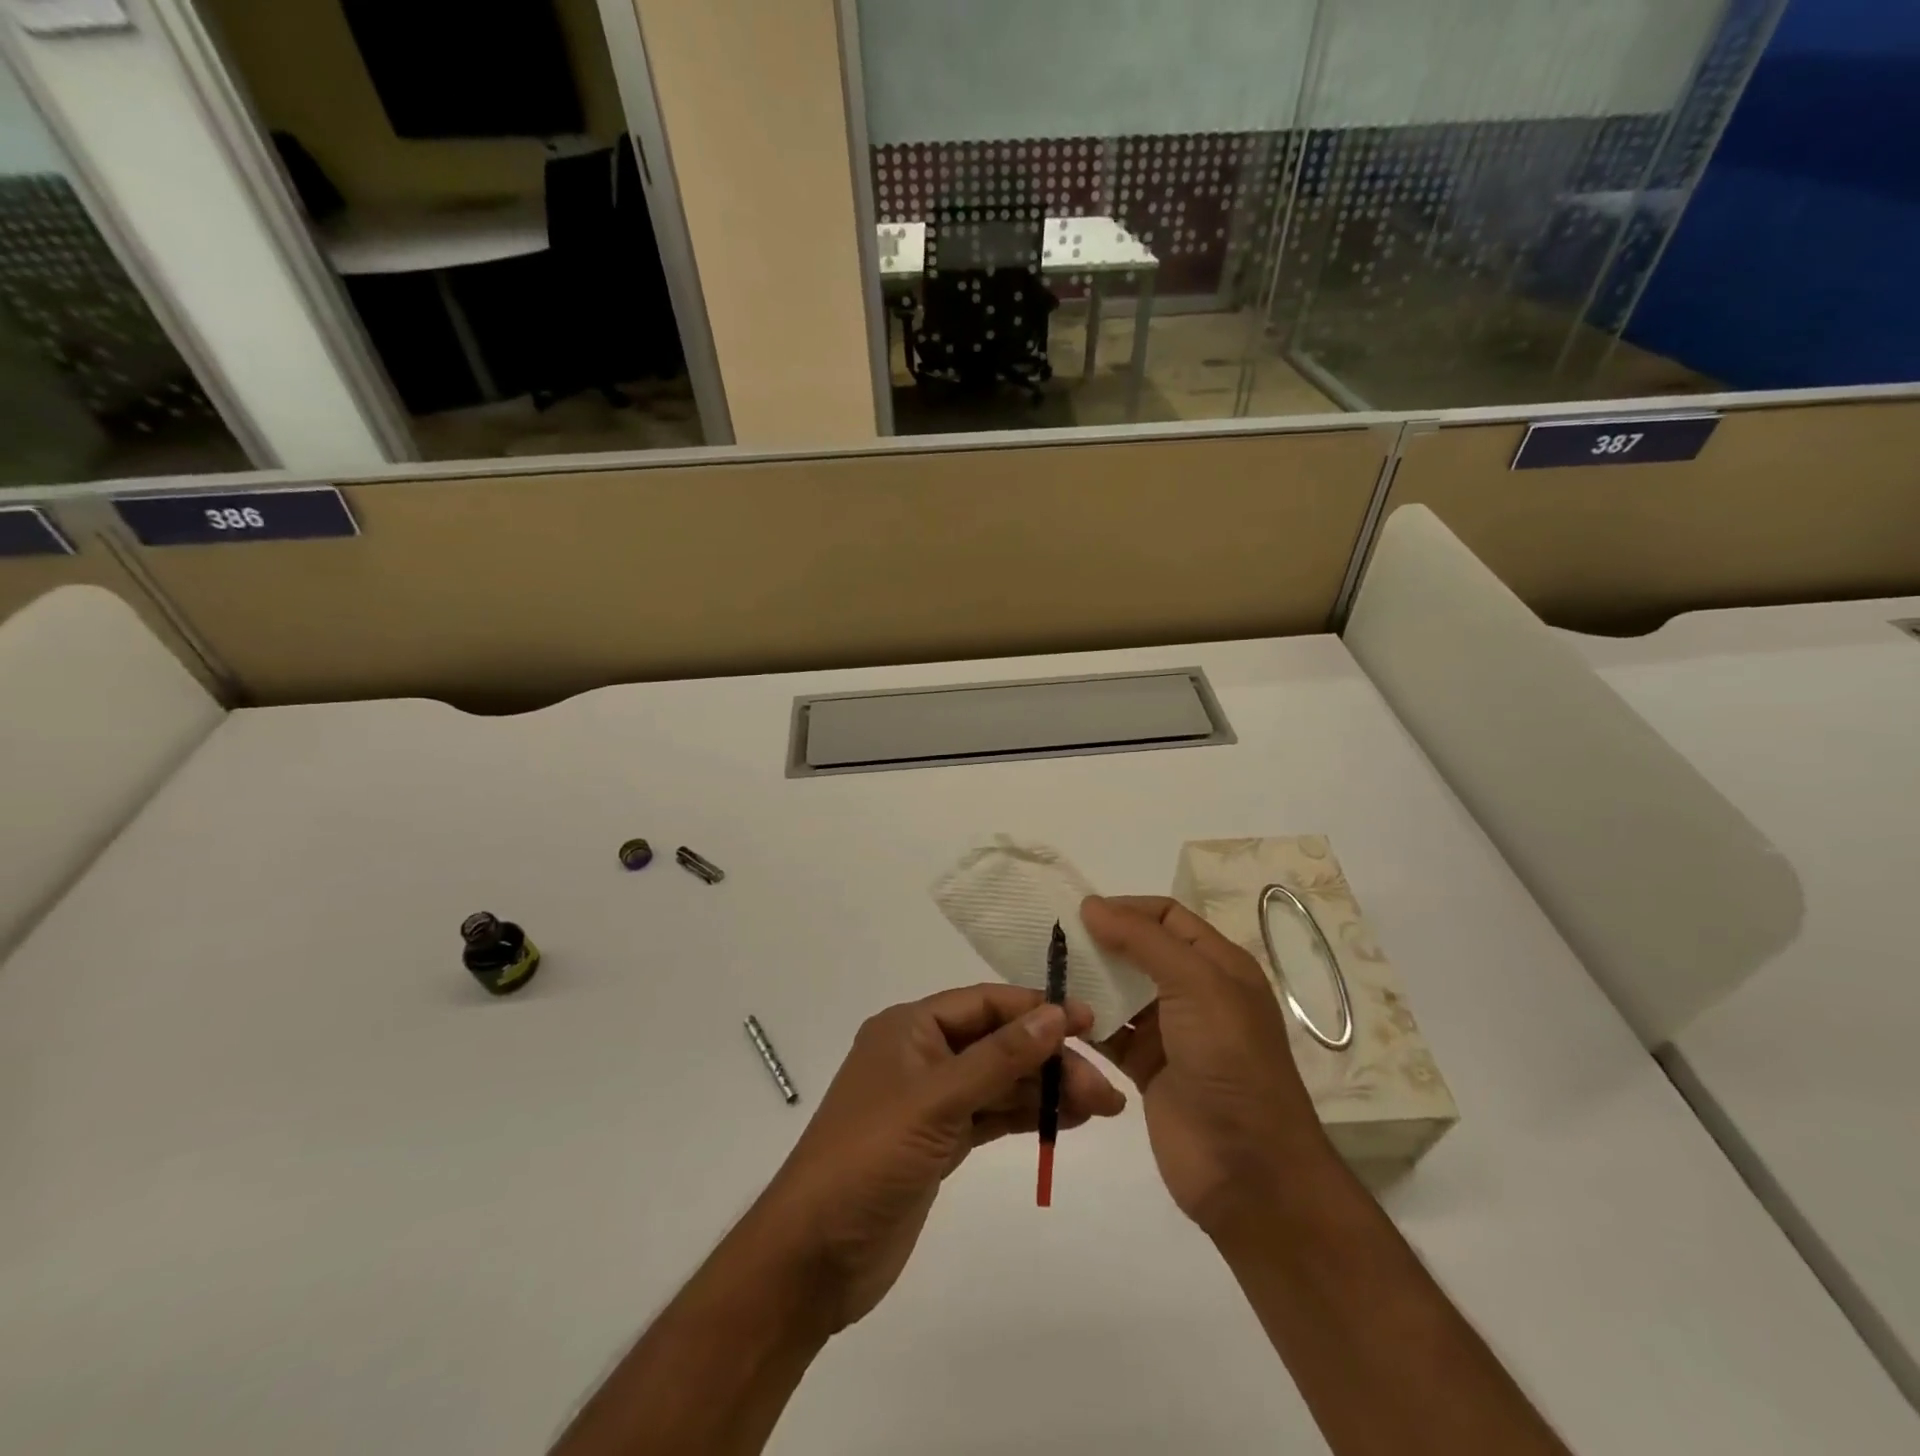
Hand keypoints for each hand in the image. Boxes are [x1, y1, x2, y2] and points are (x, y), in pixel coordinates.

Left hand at [750, 984, 1124, 1331]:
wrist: (813, 1256)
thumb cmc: (868, 1159)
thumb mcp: (935, 1101)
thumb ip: (998, 1059)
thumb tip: (1054, 1014)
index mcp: (910, 1028)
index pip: (985, 1004)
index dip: (1036, 1009)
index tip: (1089, 1022)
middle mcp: (921, 1055)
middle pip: (998, 1044)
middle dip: (1050, 1060)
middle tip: (1105, 1088)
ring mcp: (930, 1101)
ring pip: (999, 1082)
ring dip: (1046, 1091)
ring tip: (1103, 1106)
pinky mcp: (938, 1142)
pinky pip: (991, 1116)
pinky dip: (1027, 1116)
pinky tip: (1068, 1122)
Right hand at [1082, 895, 1332, 1236]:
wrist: (1250, 1172)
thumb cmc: (1230, 1063)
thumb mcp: (1196, 986)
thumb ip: (1144, 941)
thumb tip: (1092, 905)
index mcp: (1218, 965)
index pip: (1167, 916)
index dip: (1126, 909)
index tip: (1080, 915)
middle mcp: (1195, 992)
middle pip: (1140, 951)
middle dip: (1100, 943)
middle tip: (1053, 943)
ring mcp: (1170, 1032)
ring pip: (1121, 991)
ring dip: (1088, 982)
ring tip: (1046, 975)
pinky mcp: (1148, 1069)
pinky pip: (1111, 1033)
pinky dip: (1086, 1023)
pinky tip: (1056, 1017)